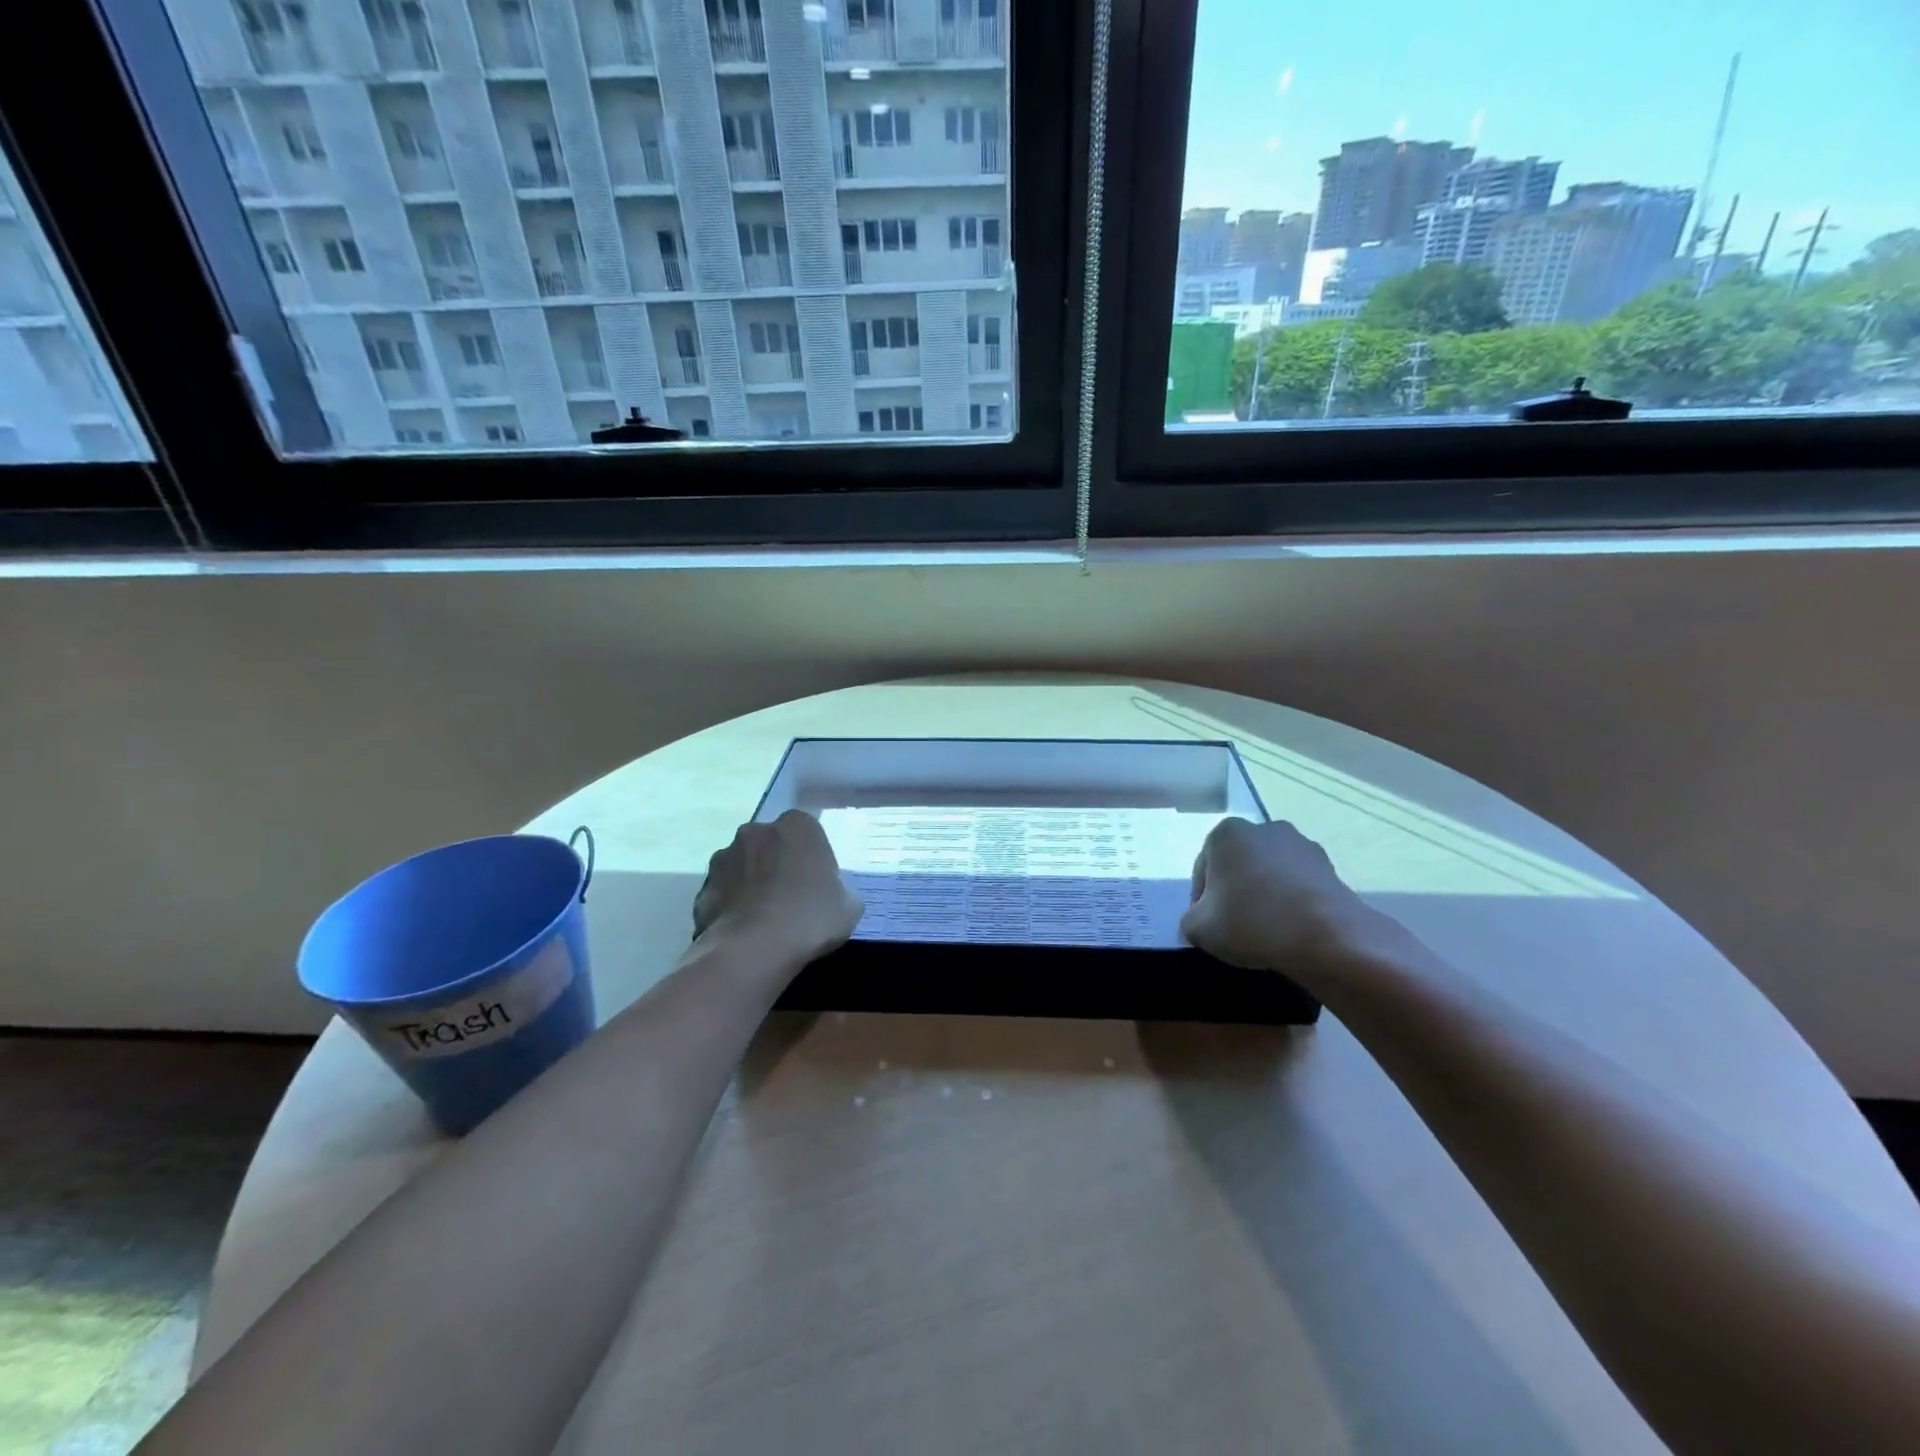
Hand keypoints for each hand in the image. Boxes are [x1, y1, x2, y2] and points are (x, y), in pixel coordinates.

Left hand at [692, 811, 863, 966]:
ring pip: (743, 866)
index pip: (808, 833)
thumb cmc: (810, 918)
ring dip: (751, 883)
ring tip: (763, 919)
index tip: (817, 884)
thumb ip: (839, 890)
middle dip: (777, 864)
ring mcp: (723, 858)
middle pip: (771, 845)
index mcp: (797, 826)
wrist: (753, 950)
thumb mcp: (849, 906)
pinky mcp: (702, 889)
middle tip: (791, 898)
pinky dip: (731, 907)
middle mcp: (756, 831)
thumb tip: (830, 896)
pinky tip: (743, 932)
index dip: (813, 858)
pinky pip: (723, 894)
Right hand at [1181, 818, 1372, 977]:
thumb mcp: (1199, 929)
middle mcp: (1263, 828)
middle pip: (1238, 866)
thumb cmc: (1251, 922)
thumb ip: (1191, 920)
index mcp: (1226, 833)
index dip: (1201, 903)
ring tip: (1268, 932)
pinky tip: (1292, 931)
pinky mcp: (1330, 867)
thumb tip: (1203, 920)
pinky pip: (1298, 886)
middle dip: (1235, 893)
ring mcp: (1301, 845)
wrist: (1327, 937)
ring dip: (1265, 896)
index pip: (1203, 871)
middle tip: (1236, 929)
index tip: (1210, 927)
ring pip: (1270, 875)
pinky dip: (1292, 904)